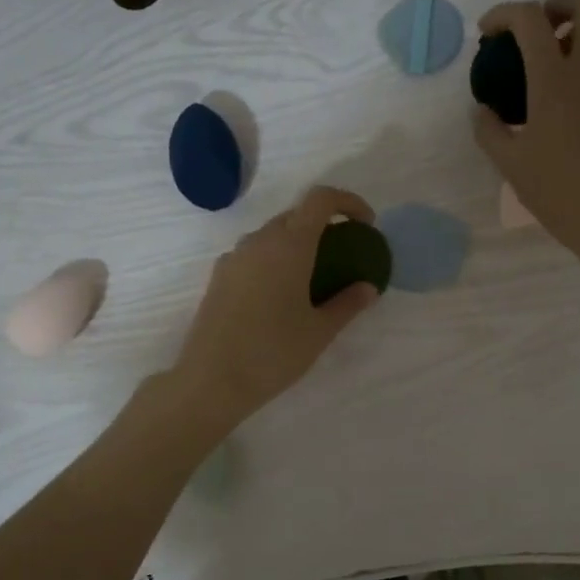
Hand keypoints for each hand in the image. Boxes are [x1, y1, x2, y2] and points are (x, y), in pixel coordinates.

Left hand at [170, 186, 381, 429]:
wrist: (211, 380)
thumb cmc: (273, 353)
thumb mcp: (319, 331)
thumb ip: (348, 304)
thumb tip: (368, 288)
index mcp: (289, 245)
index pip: (320, 199)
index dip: (348, 202)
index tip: (366, 224)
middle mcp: (259, 241)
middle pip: (296, 214)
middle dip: (325, 224)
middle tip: (344, 252)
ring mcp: (234, 257)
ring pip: (272, 234)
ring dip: (298, 242)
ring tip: (314, 275)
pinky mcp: (219, 277)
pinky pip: (253, 254)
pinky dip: (274, 259)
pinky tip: (280, 294)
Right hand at [473, 0, 579, 266]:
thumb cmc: (556, 191)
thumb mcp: (509, 163)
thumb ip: (488, 128)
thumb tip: (482, 109)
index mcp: (554, 79)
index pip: (530, 18)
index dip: (503, 13)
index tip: (488, 32)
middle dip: (558, 3)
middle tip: (537, 31)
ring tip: (564, 52)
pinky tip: (579, 87)